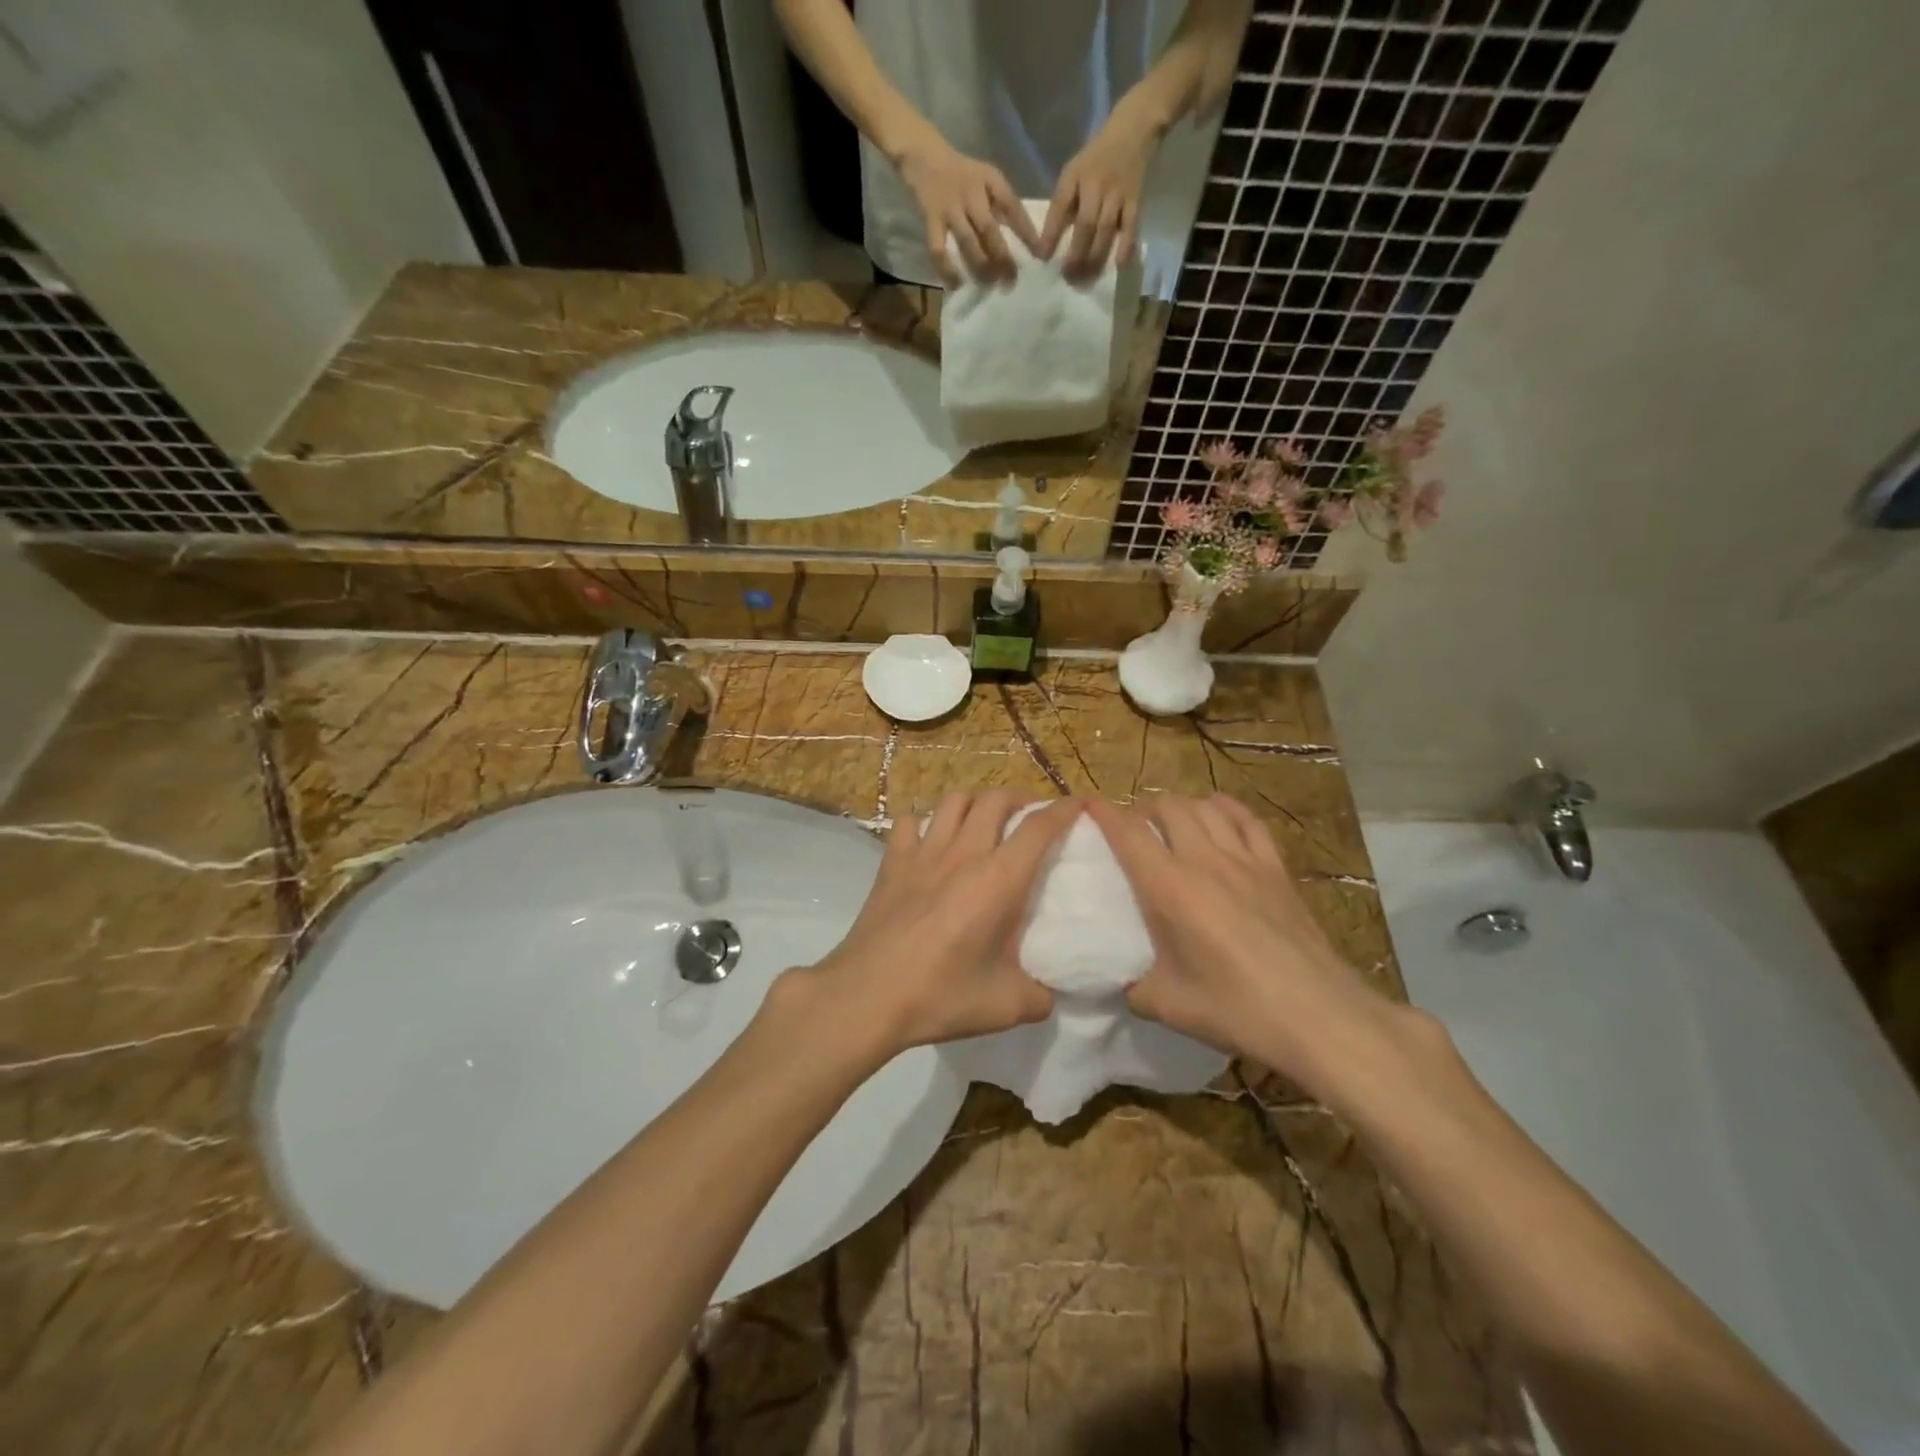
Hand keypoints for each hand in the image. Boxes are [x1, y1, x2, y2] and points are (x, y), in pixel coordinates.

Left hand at [800, 792, 1079, 1055]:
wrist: (867, 996)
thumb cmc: (940, 996)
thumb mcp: (1007, 1006)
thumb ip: (1040, 996)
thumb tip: (1050, 991)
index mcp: (999, 880)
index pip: (1039, 828)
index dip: (1063, 811)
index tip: (1079, 805)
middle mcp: (964, 853)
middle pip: (996, 799)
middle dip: (1020, 798)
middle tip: (1030, 815)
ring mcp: (923, 853)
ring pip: (954, 801)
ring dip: (976, 803)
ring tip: (985, 820)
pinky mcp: (892, 862)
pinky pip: (908, 822)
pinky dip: (924, 822)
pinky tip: (929, 841)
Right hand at [894, 134, 1040, 285]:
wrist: (924, 156)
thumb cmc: (962, 174)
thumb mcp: (986, 180)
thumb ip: (1001, 205)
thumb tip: (1024, 239)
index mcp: (989, 180)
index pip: (1012, 206)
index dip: (1026, 232)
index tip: (1039, 255)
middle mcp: (970, 193)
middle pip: (989, 228)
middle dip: (1002, 257)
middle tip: (1011, 280)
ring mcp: (950, 207)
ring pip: (967, 241)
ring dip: (980, 266)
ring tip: (989, 284)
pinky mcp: (931, 220)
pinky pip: (938, 250)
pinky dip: (946, 270)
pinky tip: (955, 284)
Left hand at [1039, 108, 1157, 279]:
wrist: (1134, 129)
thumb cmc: (1096, 158)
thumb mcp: (1073, 173)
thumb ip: (1063, 203)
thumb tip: (1050, 242)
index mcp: (1075, 176)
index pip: (1060, 206)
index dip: (1051, 233)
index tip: (1043, 258)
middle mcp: (1096, 185)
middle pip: (1086, 225)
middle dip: (1076, 254)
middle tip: (1068, 277)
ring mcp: (1118, 193)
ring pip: (1106, 230)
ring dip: (1095, 257)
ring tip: (1086, 279)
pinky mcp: (1136, 199)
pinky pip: (1131, 226)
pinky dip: (1126, 246)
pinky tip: (1120, 265)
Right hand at [1086, 796, 1387, 1079]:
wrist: (1318, 1015)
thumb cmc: (1236, 1008)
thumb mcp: (1167, 1006)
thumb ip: (1135, 987)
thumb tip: (1124, 982)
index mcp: (1168, 888)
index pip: (1128, 833)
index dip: (1103, 812)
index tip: (1087, 805)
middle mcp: (1203, 860)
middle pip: (1167, 807)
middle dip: (1143, 808)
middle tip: (1133, 828)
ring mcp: (1244, 860)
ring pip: (1205, 807)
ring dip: (1181, 806)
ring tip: (1171, 822)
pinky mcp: (1276, 869)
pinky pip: (1247, 820)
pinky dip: (1226, 809)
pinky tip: (1218, 813)